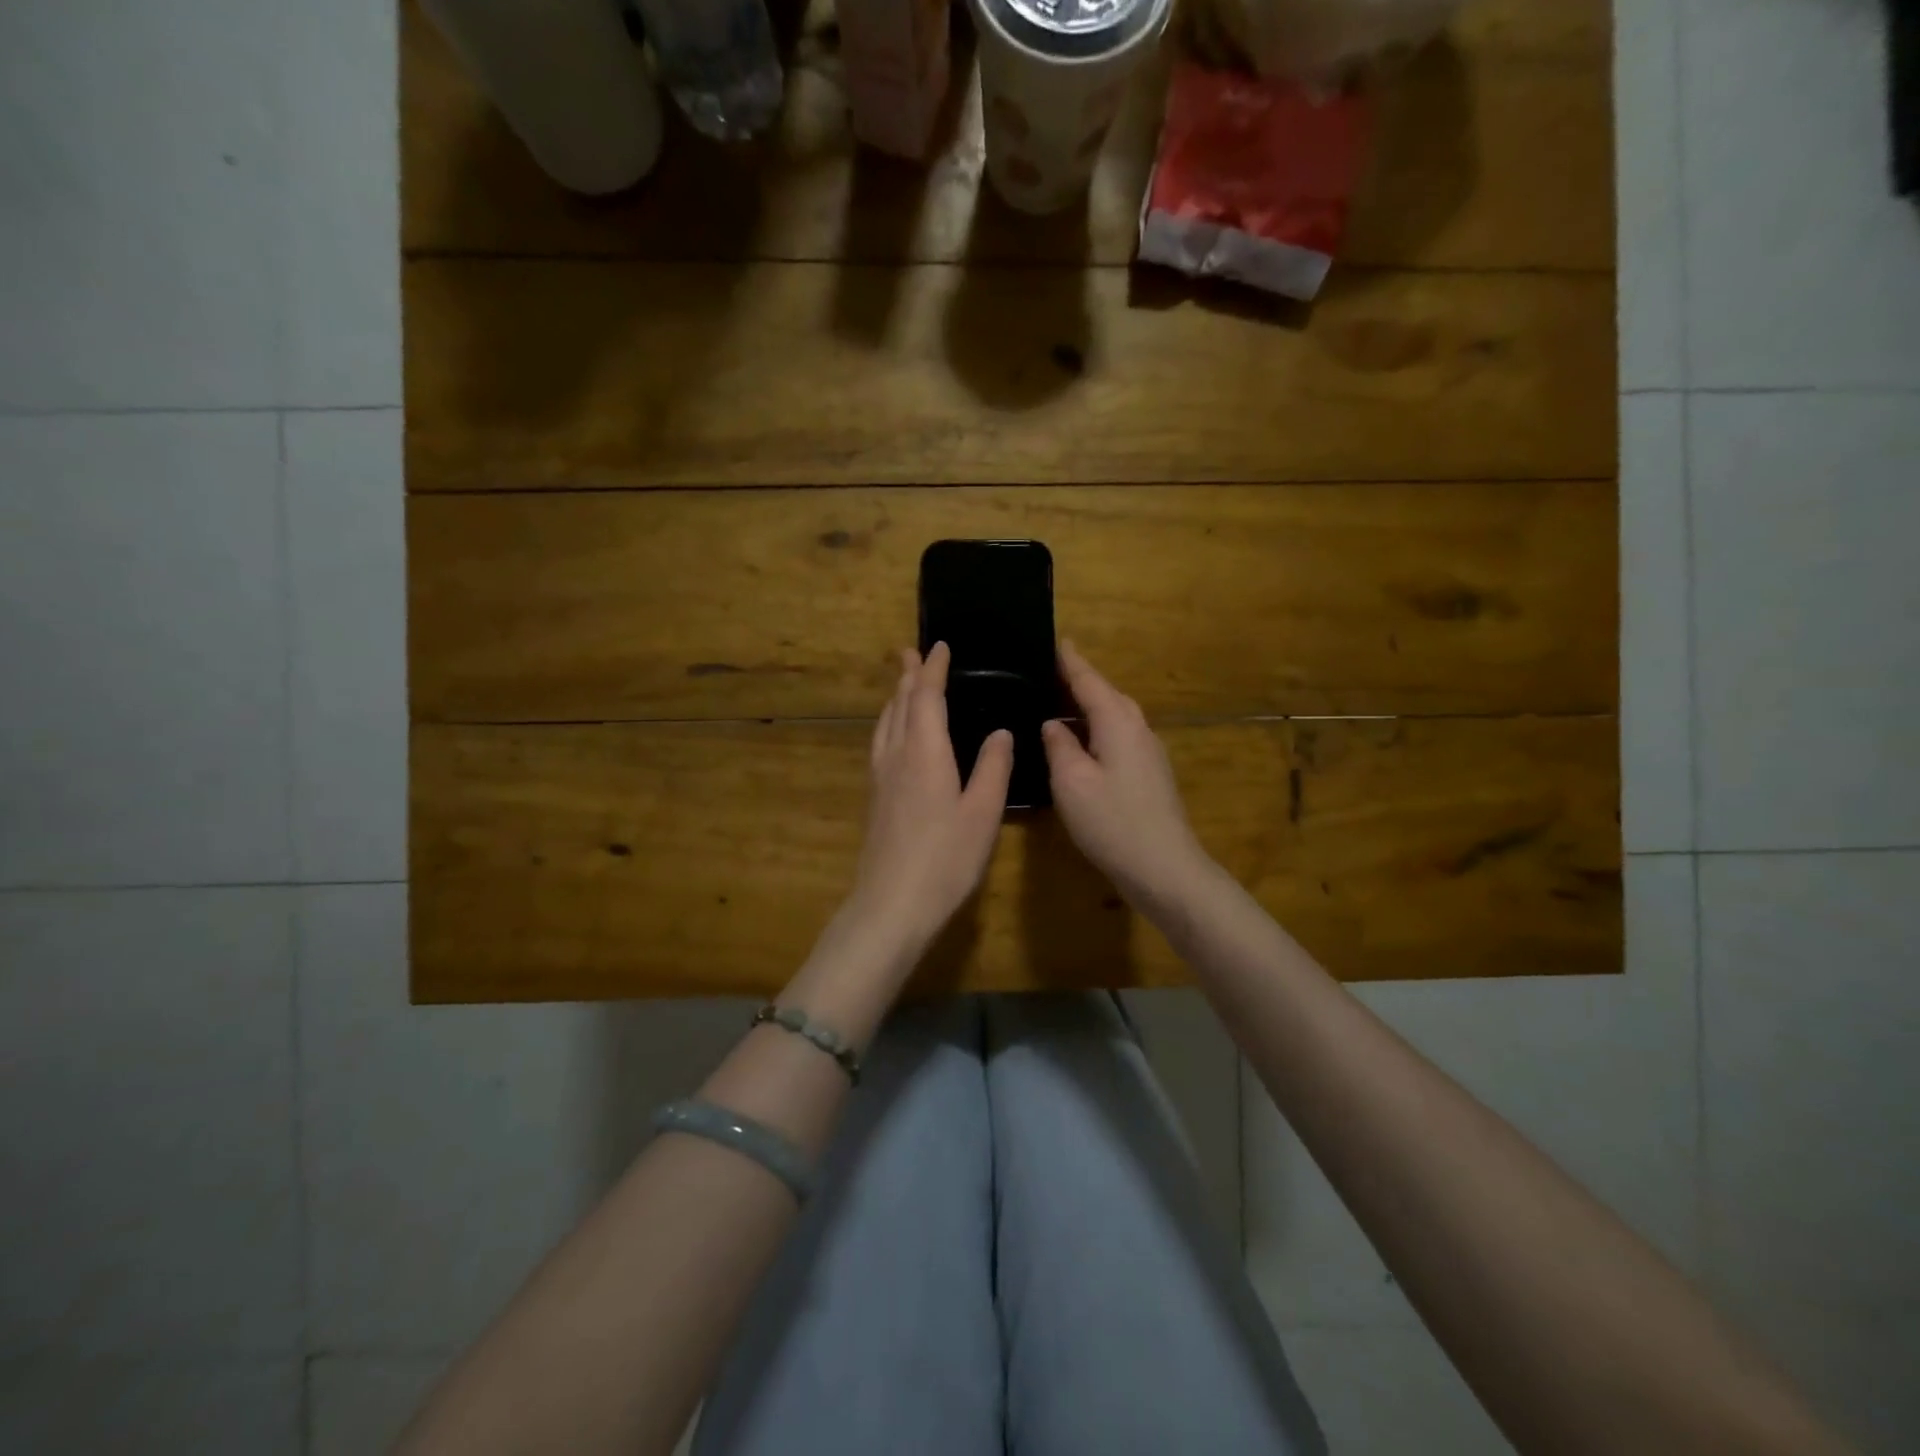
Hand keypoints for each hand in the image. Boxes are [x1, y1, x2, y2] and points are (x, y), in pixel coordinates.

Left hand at [843, 642, 1013, 952]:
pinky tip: (894, 736)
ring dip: (896, 697)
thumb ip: (993, 768)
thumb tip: (1001, 731)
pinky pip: (881, 742)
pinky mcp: (875, 797)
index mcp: (925, 751)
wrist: (891, 904)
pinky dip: (890, 722)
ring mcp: (880, 777)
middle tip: (913, 652)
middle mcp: (896, 755)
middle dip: (908, 676)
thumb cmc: (945, 859)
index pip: (926, 697)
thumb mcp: (982, 813)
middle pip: (899, 704)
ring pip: (885, 723)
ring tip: (903, 685)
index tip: (939, 646)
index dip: (933, 669)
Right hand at [1042, 640, 1213, 908]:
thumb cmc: (1113, 821)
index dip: (1069, 660)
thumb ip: (1059, 746)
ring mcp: (1147, 753)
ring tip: (1055, 705)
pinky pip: (1117, 737)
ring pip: (1113, 717)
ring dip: (1086, 707)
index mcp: (1117, 722)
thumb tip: (1053, 724)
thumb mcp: (1072, 781)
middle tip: (1046, 673)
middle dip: (1078, 681)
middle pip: (1105, 694)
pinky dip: (1095, 731)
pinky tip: (1078, 744)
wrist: (1164, 868)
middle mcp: (1137, 729)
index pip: (1088, 679)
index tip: (1054, 639)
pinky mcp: (1148, 775)